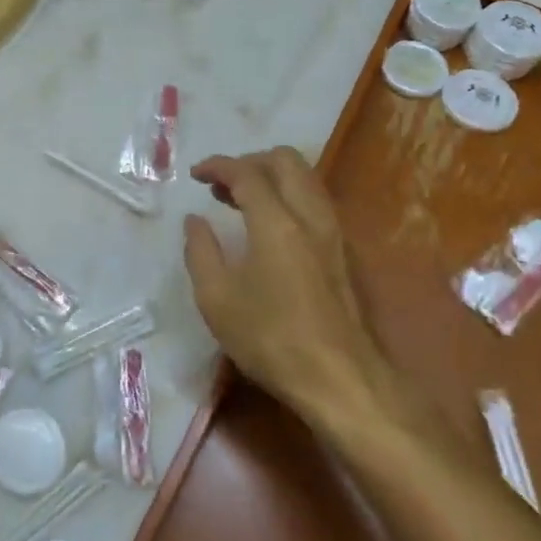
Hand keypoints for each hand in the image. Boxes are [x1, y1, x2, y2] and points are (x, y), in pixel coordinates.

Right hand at [182, 148, 388, 433]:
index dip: (218, 166)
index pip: (247, 173)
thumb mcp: (216, 299)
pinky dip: (289, 196)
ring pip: (306, 178)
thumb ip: (200, 251)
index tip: (196, 175)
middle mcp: (310, 216)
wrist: (341, 380)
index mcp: (276, 223)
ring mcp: (334, 233)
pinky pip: (316, 202)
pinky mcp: (344, 252)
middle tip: (222, 184)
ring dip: (272, 177)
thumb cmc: (271, 339)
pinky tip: (271, 226)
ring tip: (241, 202)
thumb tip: (195, 221)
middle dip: (250, 162)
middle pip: (286, 161)